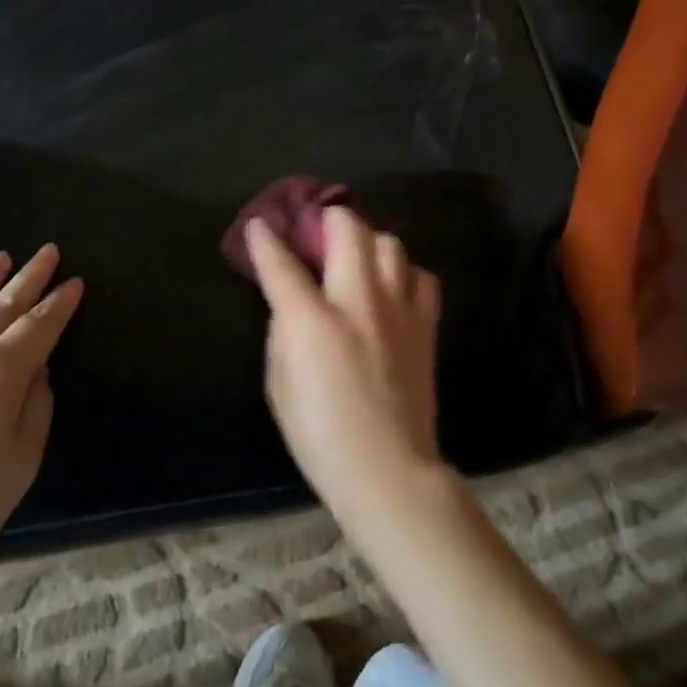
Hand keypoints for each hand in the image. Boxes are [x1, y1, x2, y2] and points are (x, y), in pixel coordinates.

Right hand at [244, 207, 444, 525]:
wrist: (387, 469)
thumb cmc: (319, 434)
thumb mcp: (278, 383)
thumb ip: (283, 332)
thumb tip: (292, 303)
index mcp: (312, 319)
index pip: (281, 263)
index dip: (266, 239)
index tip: (261, 225)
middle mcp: (357, 300)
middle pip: (348, 229)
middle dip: (328, 218)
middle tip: (318, 230)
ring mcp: (398, 309)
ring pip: (390, 243)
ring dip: (368, 242)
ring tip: (356, 260)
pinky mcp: (425, 325)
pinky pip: (421, 276)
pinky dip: (403, 273)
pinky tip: (392, 290)